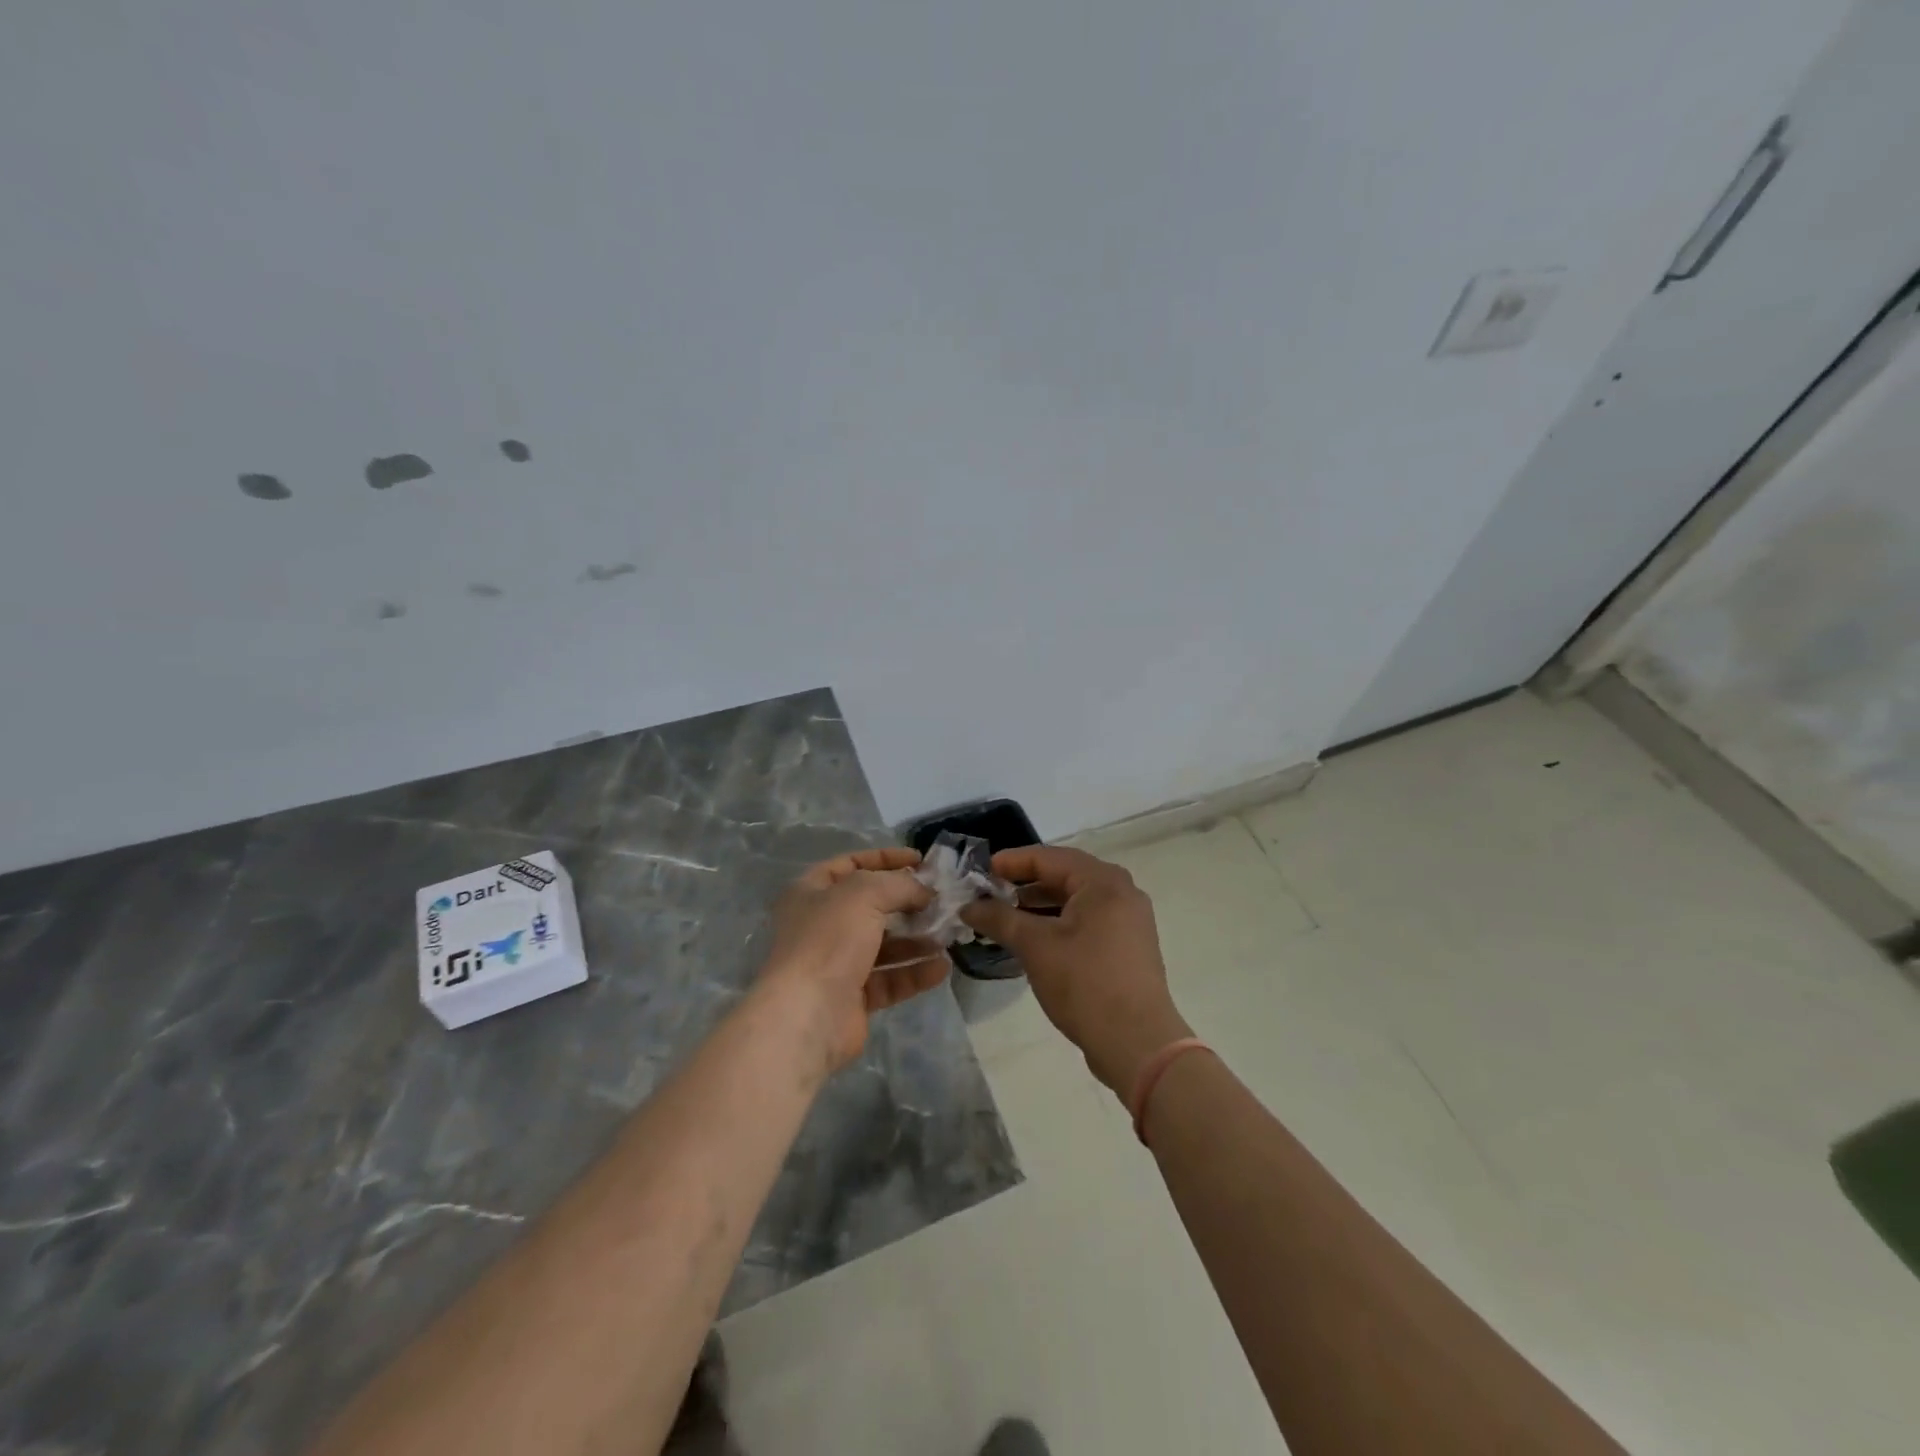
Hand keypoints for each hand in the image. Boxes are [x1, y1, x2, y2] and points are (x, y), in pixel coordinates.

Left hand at [759, 847, 945, 1074]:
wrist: (807, 1015)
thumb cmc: (829, 939)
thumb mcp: (866, 893)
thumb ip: (900, 884)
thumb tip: (925, 891)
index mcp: (811, 892)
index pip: (851, 864)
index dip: (885, 859)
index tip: (921, 861)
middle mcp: (821, 925)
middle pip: (871, 906)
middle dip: (907, 902)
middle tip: (941, 900)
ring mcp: (836, 963)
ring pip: (884, 945)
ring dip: (917, 938)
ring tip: (949, 934)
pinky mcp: (853, 998)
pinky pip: (890, 979)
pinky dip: (915, 972)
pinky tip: (942, 967)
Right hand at [960, 846, 1190, 1094]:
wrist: (1138, 1044)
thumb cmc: (1085, 984)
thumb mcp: (1035, 946)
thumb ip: (999, 918)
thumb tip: (968, 906)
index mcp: (1103, 881)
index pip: (1049, 857)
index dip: (1011, 862)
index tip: (979, 871)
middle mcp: (1121, 892)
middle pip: (1064, 875)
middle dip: (1024, 884)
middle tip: (988, 893)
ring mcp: (1128, 920)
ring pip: (1075, 901)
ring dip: (1039, 906)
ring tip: (1004, 917)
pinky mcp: (1127, 947)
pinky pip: (1087, 921)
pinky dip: (1058, 923)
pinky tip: (1032, 940)